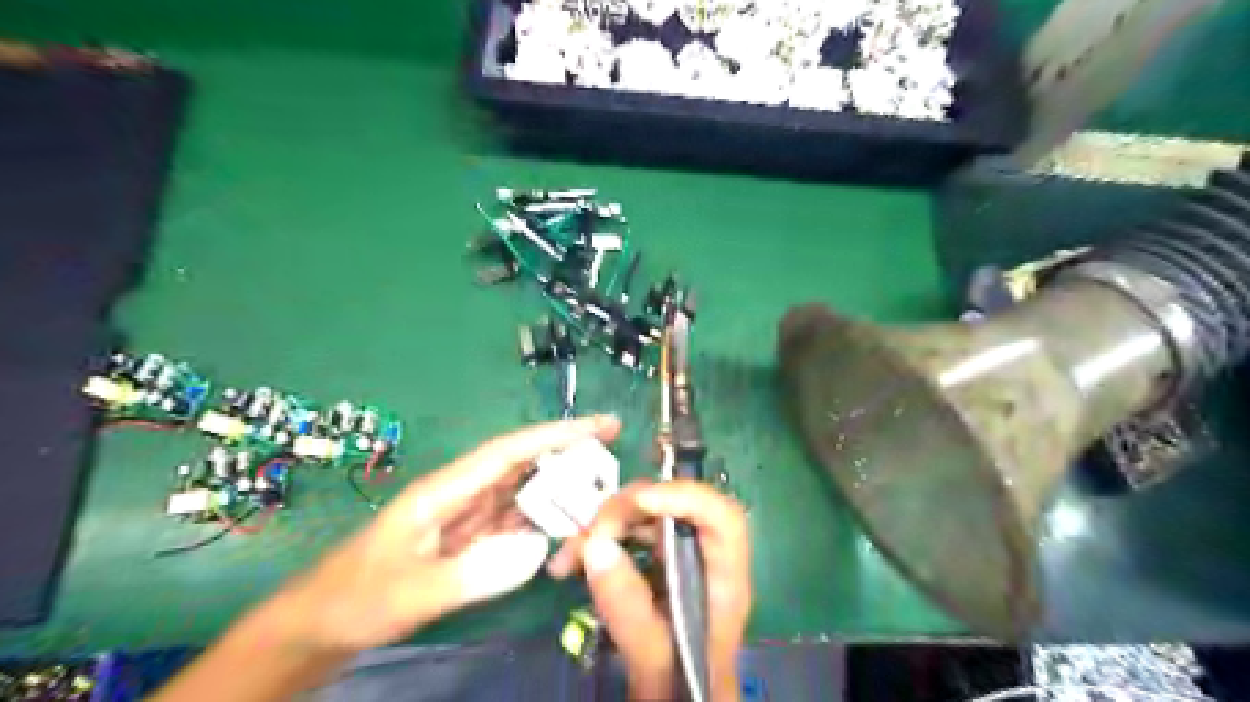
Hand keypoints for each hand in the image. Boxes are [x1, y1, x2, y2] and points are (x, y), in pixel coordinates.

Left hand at [278, 418, 618, 651]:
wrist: (318, 627)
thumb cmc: (356, 600)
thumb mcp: (411, 591)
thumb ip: (474, 572)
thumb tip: (538, 547)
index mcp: (447, 489)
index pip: (511, 451)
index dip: (557, 434)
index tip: (601, 424)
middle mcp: (461, 495)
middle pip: (524, 467)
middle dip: (568, 460)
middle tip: (613, 464)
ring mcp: (465, 519)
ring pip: (523, 497)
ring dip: (559, 497)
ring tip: (598, 502)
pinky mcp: (467, 542)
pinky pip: (514, 526)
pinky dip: (541, 527)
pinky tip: (562, 537)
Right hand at [549, 481, 744, 699]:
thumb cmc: (678, 687)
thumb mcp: (653, 659)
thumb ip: (628, 609)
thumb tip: (595, 547)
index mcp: (723, 581)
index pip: (723, 519)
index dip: (686, 498)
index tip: (641, 502)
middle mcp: (703, 557)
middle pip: (673, 508)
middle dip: (626, 512)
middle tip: (588, 537)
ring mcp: (678, 555)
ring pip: (644, 516)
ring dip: (603, 526)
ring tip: (568, 558)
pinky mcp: (654, 561)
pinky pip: (626, 534)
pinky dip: (596, 542)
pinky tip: (568, 564)